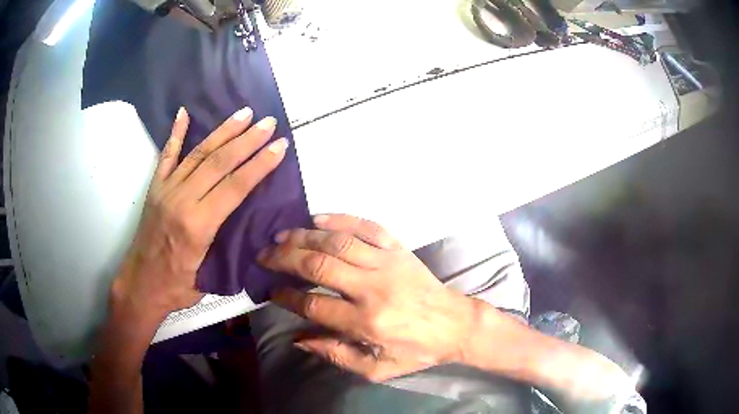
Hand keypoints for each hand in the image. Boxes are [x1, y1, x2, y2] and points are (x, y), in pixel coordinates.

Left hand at [111, 106, 288, 319]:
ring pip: (198, 153)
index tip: (279, 146)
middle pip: (218, 162)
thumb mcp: (210, 275)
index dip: (259, 165)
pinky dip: (176, 133)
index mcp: (197, 226)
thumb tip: (253, 224)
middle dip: (247, 140)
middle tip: (268, 122)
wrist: (141, 285)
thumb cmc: (177, 288)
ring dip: (223, 131)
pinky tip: (184, 113)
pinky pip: (167, 155)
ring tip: (243, 113)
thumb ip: (229, 245)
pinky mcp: (155, 188)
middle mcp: (181, 200)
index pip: (234, 187)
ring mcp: (166, 190)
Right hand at [257, 214, 481, 380]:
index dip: (286, 296)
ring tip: (281, 236)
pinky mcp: (399, 249)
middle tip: (264, 255)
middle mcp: (373, 288)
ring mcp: (388, 263)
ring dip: (304, 237)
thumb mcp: (376, 368)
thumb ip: (336, 355)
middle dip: (285, 259)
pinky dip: (341, 219)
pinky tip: (318, 218)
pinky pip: (367, 227)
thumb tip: (298, 338)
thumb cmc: (415, 350)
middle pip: (319, 266)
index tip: (271, 291)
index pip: (314, 304)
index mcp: (367, 322)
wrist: (455, 324)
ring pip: (338, 243)